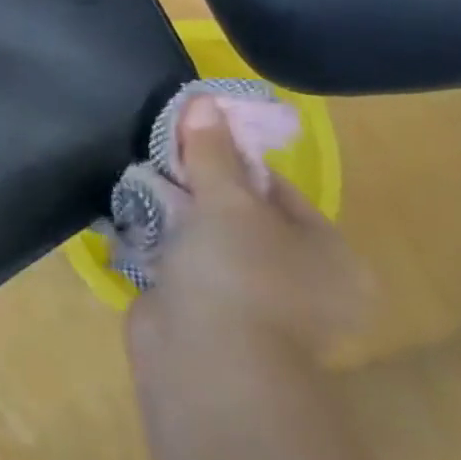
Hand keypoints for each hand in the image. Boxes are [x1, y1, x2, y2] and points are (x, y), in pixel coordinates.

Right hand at [131, 97, 370, 359]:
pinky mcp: (205, 314)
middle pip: (240, 214)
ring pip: (207, 240)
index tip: (191, 140)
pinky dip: (159, 244)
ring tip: (140, 185)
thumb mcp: (228, 202)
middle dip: (197, 187)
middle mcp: (298, 279)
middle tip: (161, 161)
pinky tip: (132, 221)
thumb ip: (212, 152)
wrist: (207, 360)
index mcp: (328, 254)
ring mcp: (250, 301)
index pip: (277, 190)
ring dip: (175, 214)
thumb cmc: (238, 274)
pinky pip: (181, 265)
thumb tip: (203, 99)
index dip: (233, 161)